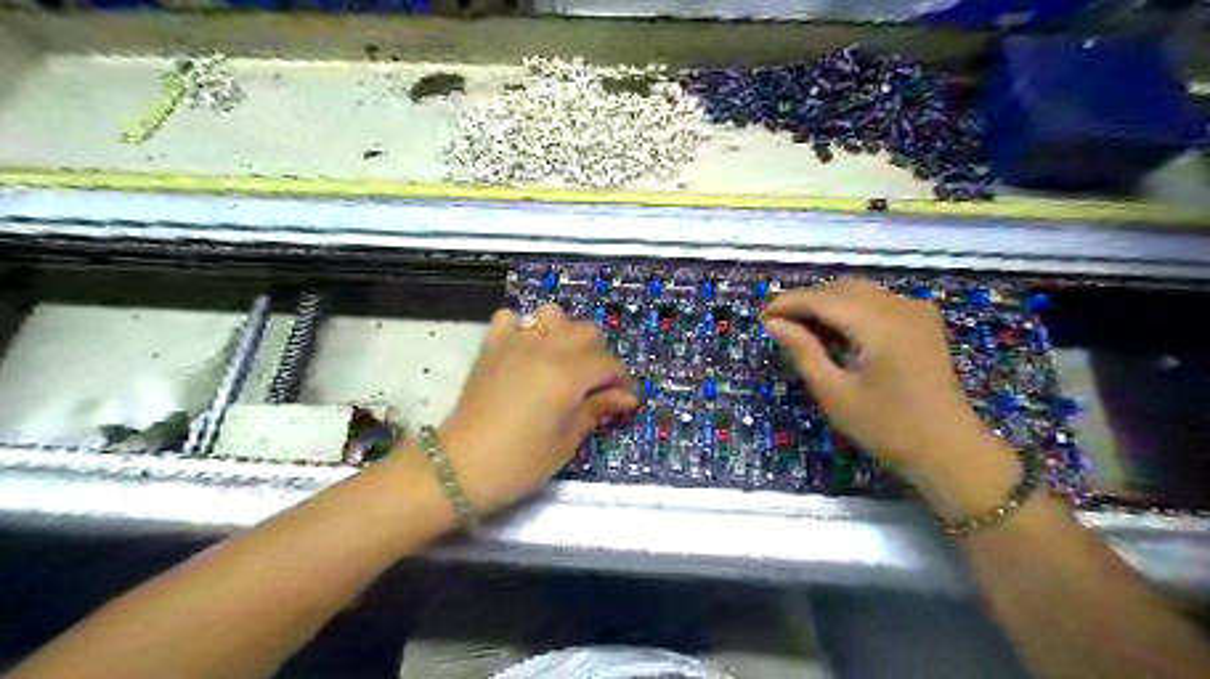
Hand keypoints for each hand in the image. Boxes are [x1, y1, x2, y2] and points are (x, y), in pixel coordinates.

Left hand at [440, 301, 637, 515]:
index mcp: (567, 375)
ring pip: (552, 315)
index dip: (622, 381)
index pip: (608, 364)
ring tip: (563, 361)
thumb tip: (624, 398)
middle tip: (596, 384)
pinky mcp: (491, 347)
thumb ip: (596, 410)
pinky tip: (525, 351)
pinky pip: (509, 319)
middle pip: (586, 332)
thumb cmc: (519, 463)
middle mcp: (545, 350)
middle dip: (599, 355)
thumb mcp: (566, 441)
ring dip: (564, 333)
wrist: (459, 468)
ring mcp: (515, 344)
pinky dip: (522, 328)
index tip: (625, 399)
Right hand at [765, 277, 1001, 474]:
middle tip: (778, 324)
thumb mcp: (834, 393)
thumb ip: (803, 351)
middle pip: (841, 289)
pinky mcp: (923, 321)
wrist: (949, 450)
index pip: (822, 299)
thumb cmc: (887, 427)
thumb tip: (774, 323)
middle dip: (806, 301)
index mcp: (879, 323)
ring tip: (800, 327)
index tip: (762, 317)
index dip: (789, 303)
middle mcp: (900, 305)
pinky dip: (850, 308)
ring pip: (859, 291)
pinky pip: (877, 301)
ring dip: (827, 303)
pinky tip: (835, 329)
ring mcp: (916, 310)